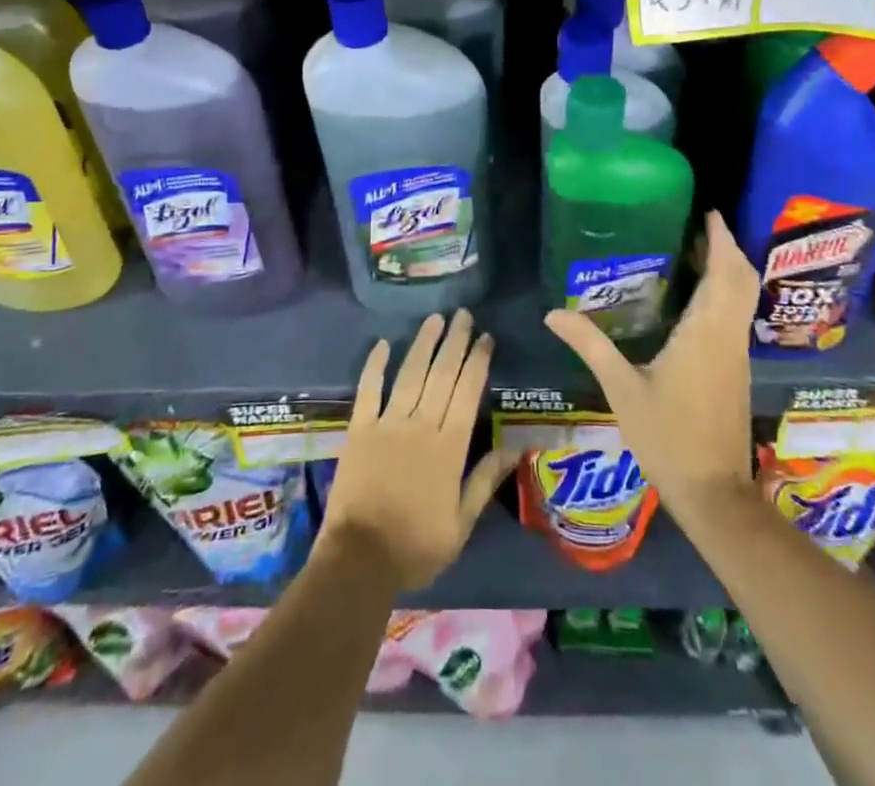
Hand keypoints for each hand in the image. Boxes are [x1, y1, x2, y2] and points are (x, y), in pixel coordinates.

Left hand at [316, 309, 516, 591]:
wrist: (359, 560)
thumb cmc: (416, 546)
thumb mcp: (461, 524)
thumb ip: (484, 480)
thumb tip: (515, 446)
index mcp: (448, 447)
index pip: (467, 392)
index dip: (477, 361)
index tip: (485, 337)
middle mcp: (420, 425)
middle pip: (441, 374)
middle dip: (455, 342)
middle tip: (463, 315)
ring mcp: (387, 423)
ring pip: (410, 374)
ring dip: (423, 344)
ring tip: (435, 319)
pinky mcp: (359, 429)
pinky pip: (368, 390)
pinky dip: (375, 365)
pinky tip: (383, 343)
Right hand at [545, 212, 758, 522]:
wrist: (714, 493)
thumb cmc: (667, 436)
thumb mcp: (621, 388)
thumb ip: (590, 345)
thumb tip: (553, 313)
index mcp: (705, 332)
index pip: (725, 273)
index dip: (721, 239)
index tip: (707, 212)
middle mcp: (727, 336)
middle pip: (741, 279)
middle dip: (726, 248)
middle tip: (697, 226)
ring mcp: (736, 354)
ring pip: (742, 298)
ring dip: (727, 270)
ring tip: (694, 252)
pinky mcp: (735, 370)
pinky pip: (735, 316)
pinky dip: (724, 293)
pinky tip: (695, 298)